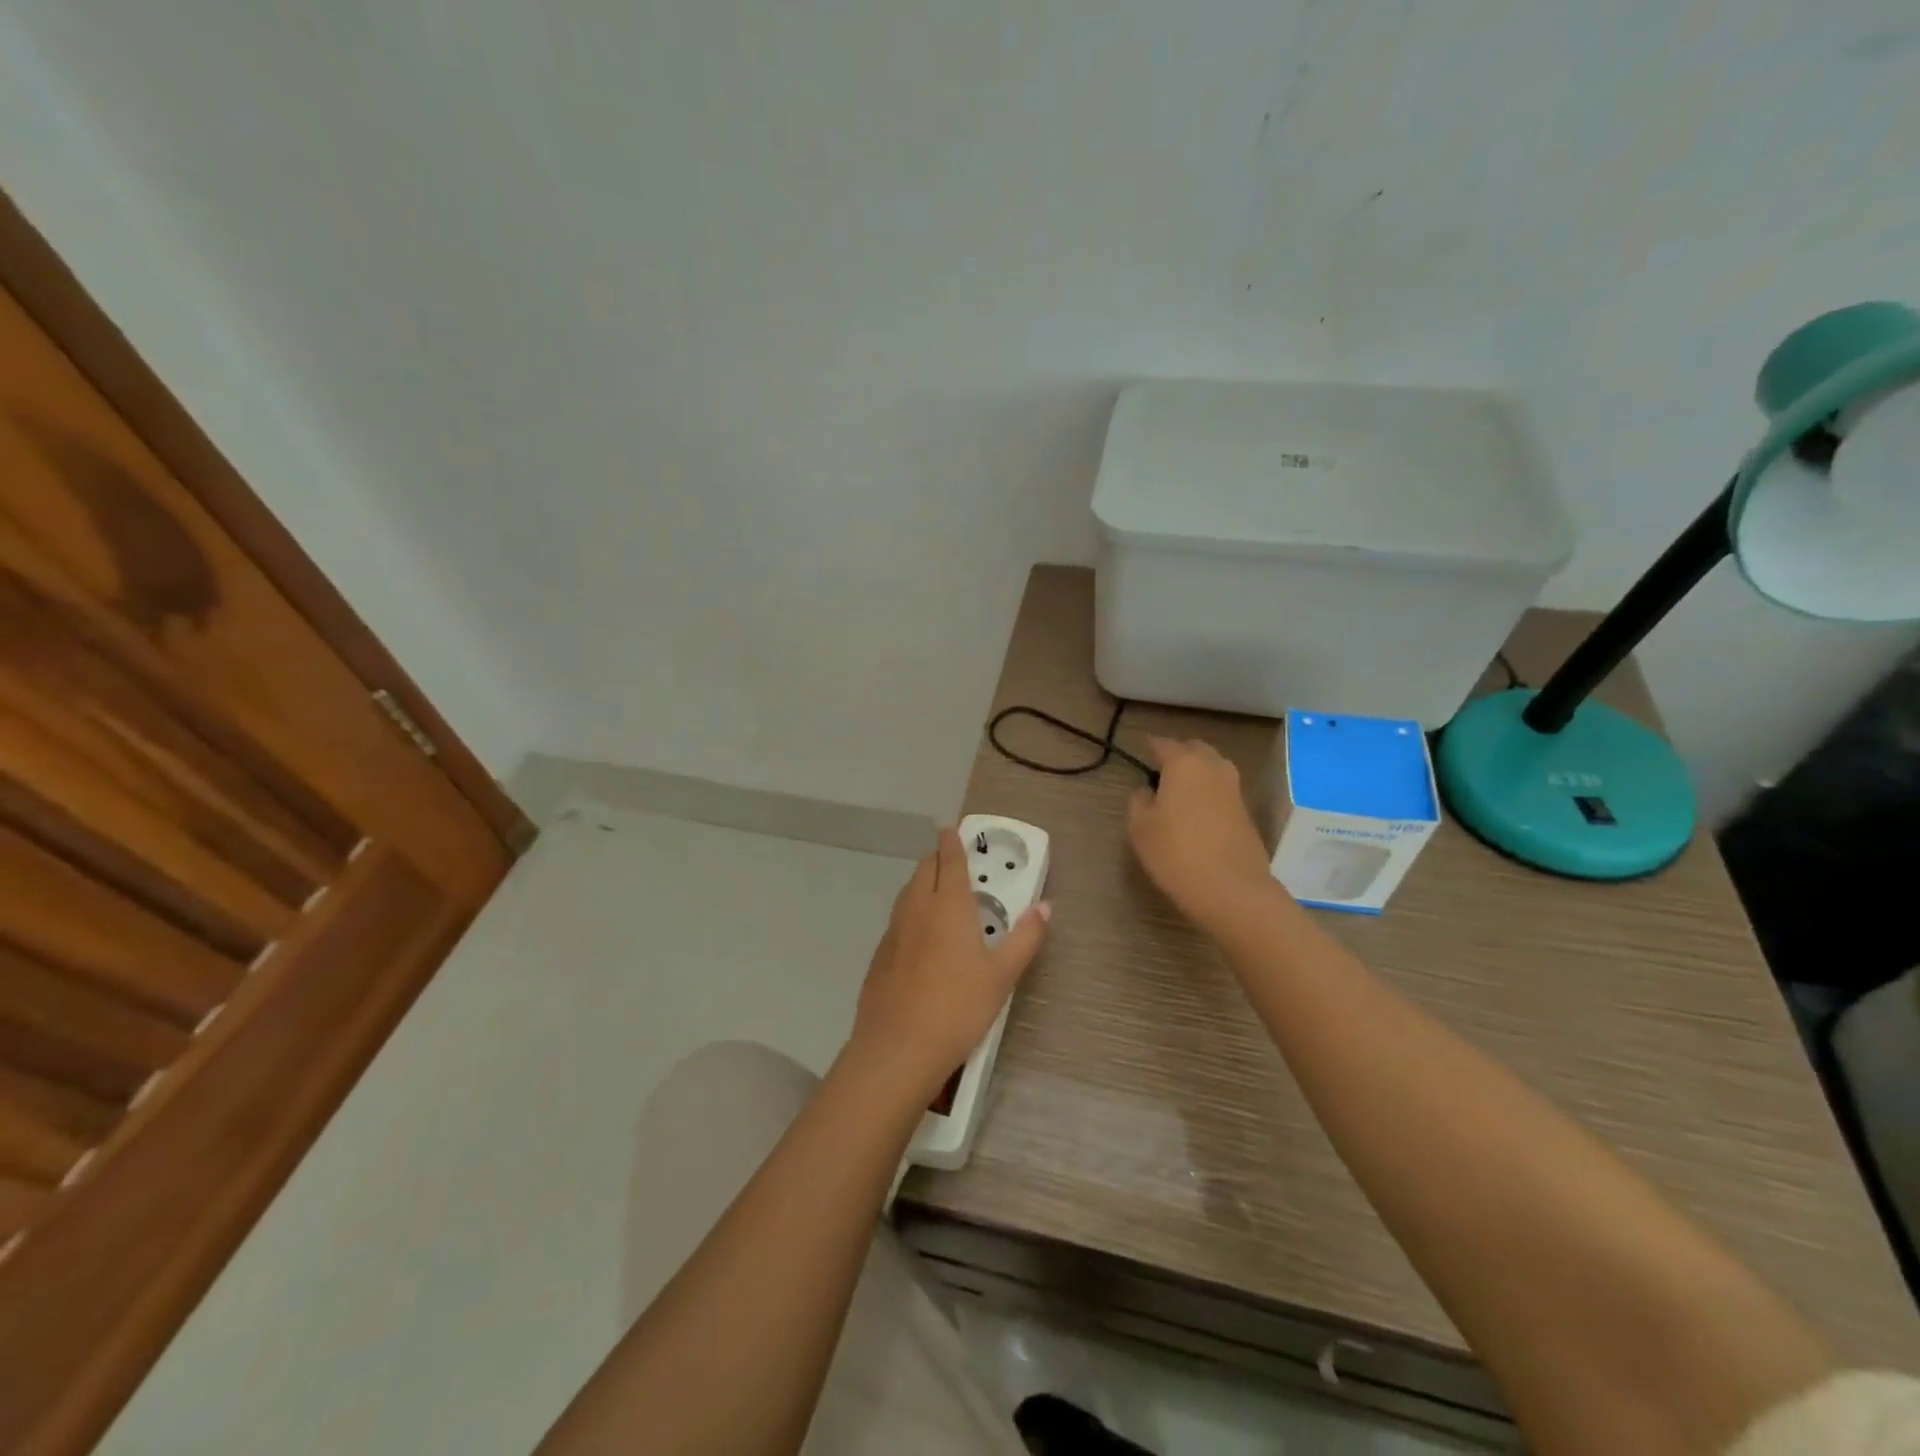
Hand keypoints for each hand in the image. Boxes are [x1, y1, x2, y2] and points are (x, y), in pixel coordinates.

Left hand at [847, 827, 1049, 1099]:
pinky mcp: (880, 953)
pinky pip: (899, 917)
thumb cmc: (958, 1007)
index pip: (949, 860)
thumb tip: (1046, 906)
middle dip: (938, 858)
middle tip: (952, 859)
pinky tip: (922, 934)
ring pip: (908, 892)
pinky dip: (912, 909)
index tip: (949, 825)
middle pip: (924, 869)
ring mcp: (894, 930)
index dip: (950, 840)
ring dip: (923, 881)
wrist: (897, 1048)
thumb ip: (1025, 938)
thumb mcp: (1002, 976)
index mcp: (948, 905)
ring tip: (940, 891)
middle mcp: (917, 908)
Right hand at [1128, 736, 1278, 929]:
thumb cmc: (1176, 853)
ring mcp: (1234, 789)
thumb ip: (1139, 801)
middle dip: (1178, 754)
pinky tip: (1197, 811)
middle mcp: (1213, 767)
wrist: (1232, 889)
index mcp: (1184, 763)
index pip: (1164, 744)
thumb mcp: (1140, 827)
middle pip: (1195, 749)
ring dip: (1197, 772)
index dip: (1151, 746)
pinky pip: (1222, 790)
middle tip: (1161, 770)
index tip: (1141, 750)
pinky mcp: (1247, 812)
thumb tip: (1149, 791)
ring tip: (1179, 791)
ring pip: (1213, 767)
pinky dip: (1209, 792)